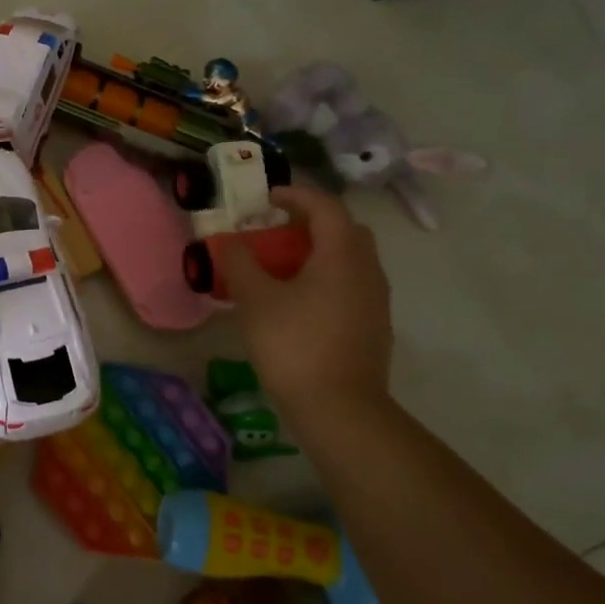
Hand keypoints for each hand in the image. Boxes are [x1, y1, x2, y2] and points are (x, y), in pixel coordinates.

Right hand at [214, 186, 393, 423]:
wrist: (338, 409)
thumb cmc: (293, 344)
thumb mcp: (255, 299)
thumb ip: (239, 262)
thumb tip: (229, 239)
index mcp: (341, 255)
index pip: (325, 206)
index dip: (295, 195)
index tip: (266, 198)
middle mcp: (367, 270)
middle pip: (344, 230)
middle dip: (310, 223)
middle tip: (275, 230)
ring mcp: (375, 300)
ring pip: (349, 259)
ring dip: (317, 252)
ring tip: (280, 267)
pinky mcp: (372, 326)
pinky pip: (349, 285)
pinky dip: (325, 278)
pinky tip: (296, 301)